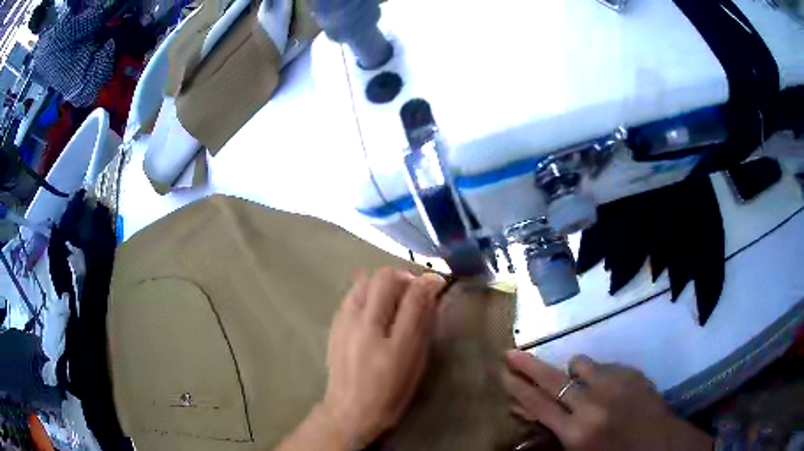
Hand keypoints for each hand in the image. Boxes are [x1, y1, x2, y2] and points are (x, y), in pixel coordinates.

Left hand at [320, 268, 445, 448]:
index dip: (429, 282)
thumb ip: (422, 327)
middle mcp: (367, 327)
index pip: (414, 296)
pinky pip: (352, 292)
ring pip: (365, 279)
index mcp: (394, 344)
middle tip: (414, 287)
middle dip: (405, 275)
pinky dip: (368, 290)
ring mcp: (346, 322)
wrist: (350, 409)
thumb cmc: (390, 393)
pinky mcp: (335, 323)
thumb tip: (429, 295)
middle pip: (385, 277)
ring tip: (393, 295)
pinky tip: (374, 306)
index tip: (437, 280)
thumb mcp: (415, 364)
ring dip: (384, 281)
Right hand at [503, 351, 712, 450]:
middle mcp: (592, 404)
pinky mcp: (633, 374)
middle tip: (510, 353)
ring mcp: (615, 385)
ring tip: (578, 383)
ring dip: (573, 371)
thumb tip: (522, 435)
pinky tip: (609, 390)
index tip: (503, 372)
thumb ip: (553, 442)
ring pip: (582, 364)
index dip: (518, 388)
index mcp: (576, 433)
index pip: (539, 405)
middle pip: (553, 379)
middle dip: (529, 366)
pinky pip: (606, 366)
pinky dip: (599, 374)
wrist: (661, 445)